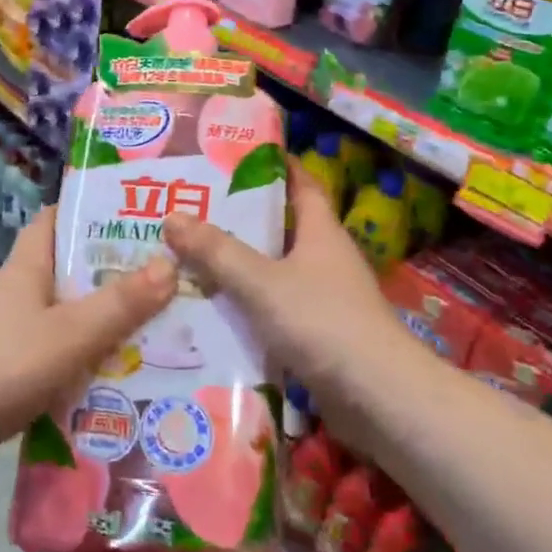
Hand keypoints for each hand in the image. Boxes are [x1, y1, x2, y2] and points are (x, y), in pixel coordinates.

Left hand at [0, 208, 176, 474]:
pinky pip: (53, 352)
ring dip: (99, 321)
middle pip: (66, 270)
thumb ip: (120, 303)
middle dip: (110, 273)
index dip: (88, 213)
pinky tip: (113, 376)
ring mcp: (7, 331)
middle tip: (161, 278)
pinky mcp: (5, 367)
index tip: (133, 218)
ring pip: (63, 315)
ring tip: (151, 328)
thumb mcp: (72, 332)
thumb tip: (169, 264)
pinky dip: (81, 358)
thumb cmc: (7, 364)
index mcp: (25, 268)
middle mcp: (15, 292)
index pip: (53, 221)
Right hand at [162, 164, 398, 386]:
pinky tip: (211, 308)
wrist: (378, 398)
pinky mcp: (317, 333)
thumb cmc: (323, 322)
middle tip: (190, 207)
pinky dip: (246, 304)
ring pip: (272, 269)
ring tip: (188, 255)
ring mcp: (323, 297)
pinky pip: (273, 307)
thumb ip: (217, 252)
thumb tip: (172, 217)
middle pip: (279, 226)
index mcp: (320, 231)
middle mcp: (324, 257)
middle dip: (239, 217)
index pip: (300, 182)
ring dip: (238, 264)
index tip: (234, 153)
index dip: (274, 163)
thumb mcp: (262, 282)